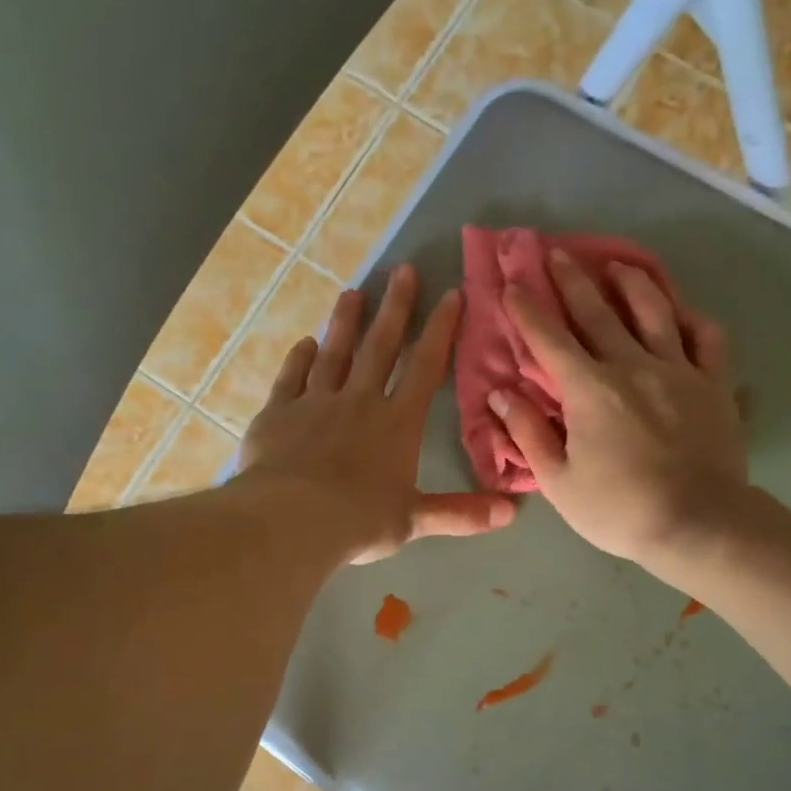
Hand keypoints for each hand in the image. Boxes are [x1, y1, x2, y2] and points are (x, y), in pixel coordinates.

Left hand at [238, 264, 514, 564]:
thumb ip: (461, 513)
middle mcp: (359, 401)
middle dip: (395, 307)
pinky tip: (304, 344)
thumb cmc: (360, 520)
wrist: (292, 520)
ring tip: (352, 293)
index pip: (425, 368)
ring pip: (334, 353)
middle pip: (380, 347)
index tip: (451, 294)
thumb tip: (512, 511)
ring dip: (345, 323)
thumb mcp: (415, 520)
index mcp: (397, 423)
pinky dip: (299, 358)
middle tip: (402, 269)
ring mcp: (315, 402)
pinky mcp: (278, 413)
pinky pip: (291, 378)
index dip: (440, 330)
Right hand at [489, 250, 756, 574]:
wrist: (698, 524)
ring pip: (654, 311)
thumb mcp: (559, 481)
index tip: (511, 284)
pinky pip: (706, 337)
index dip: (527, 310)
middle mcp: (632, 365)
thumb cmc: (619, 509)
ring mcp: (678, 369)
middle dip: (572, 280)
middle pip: (598, 311)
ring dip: (632, 283)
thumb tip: (500, 395)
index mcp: (589, 389)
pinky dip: (692, 318)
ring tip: (618, 266)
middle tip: (555, 253)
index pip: (550, 339)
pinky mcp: (714, 383)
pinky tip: (681, 312)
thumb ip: (528, 433)